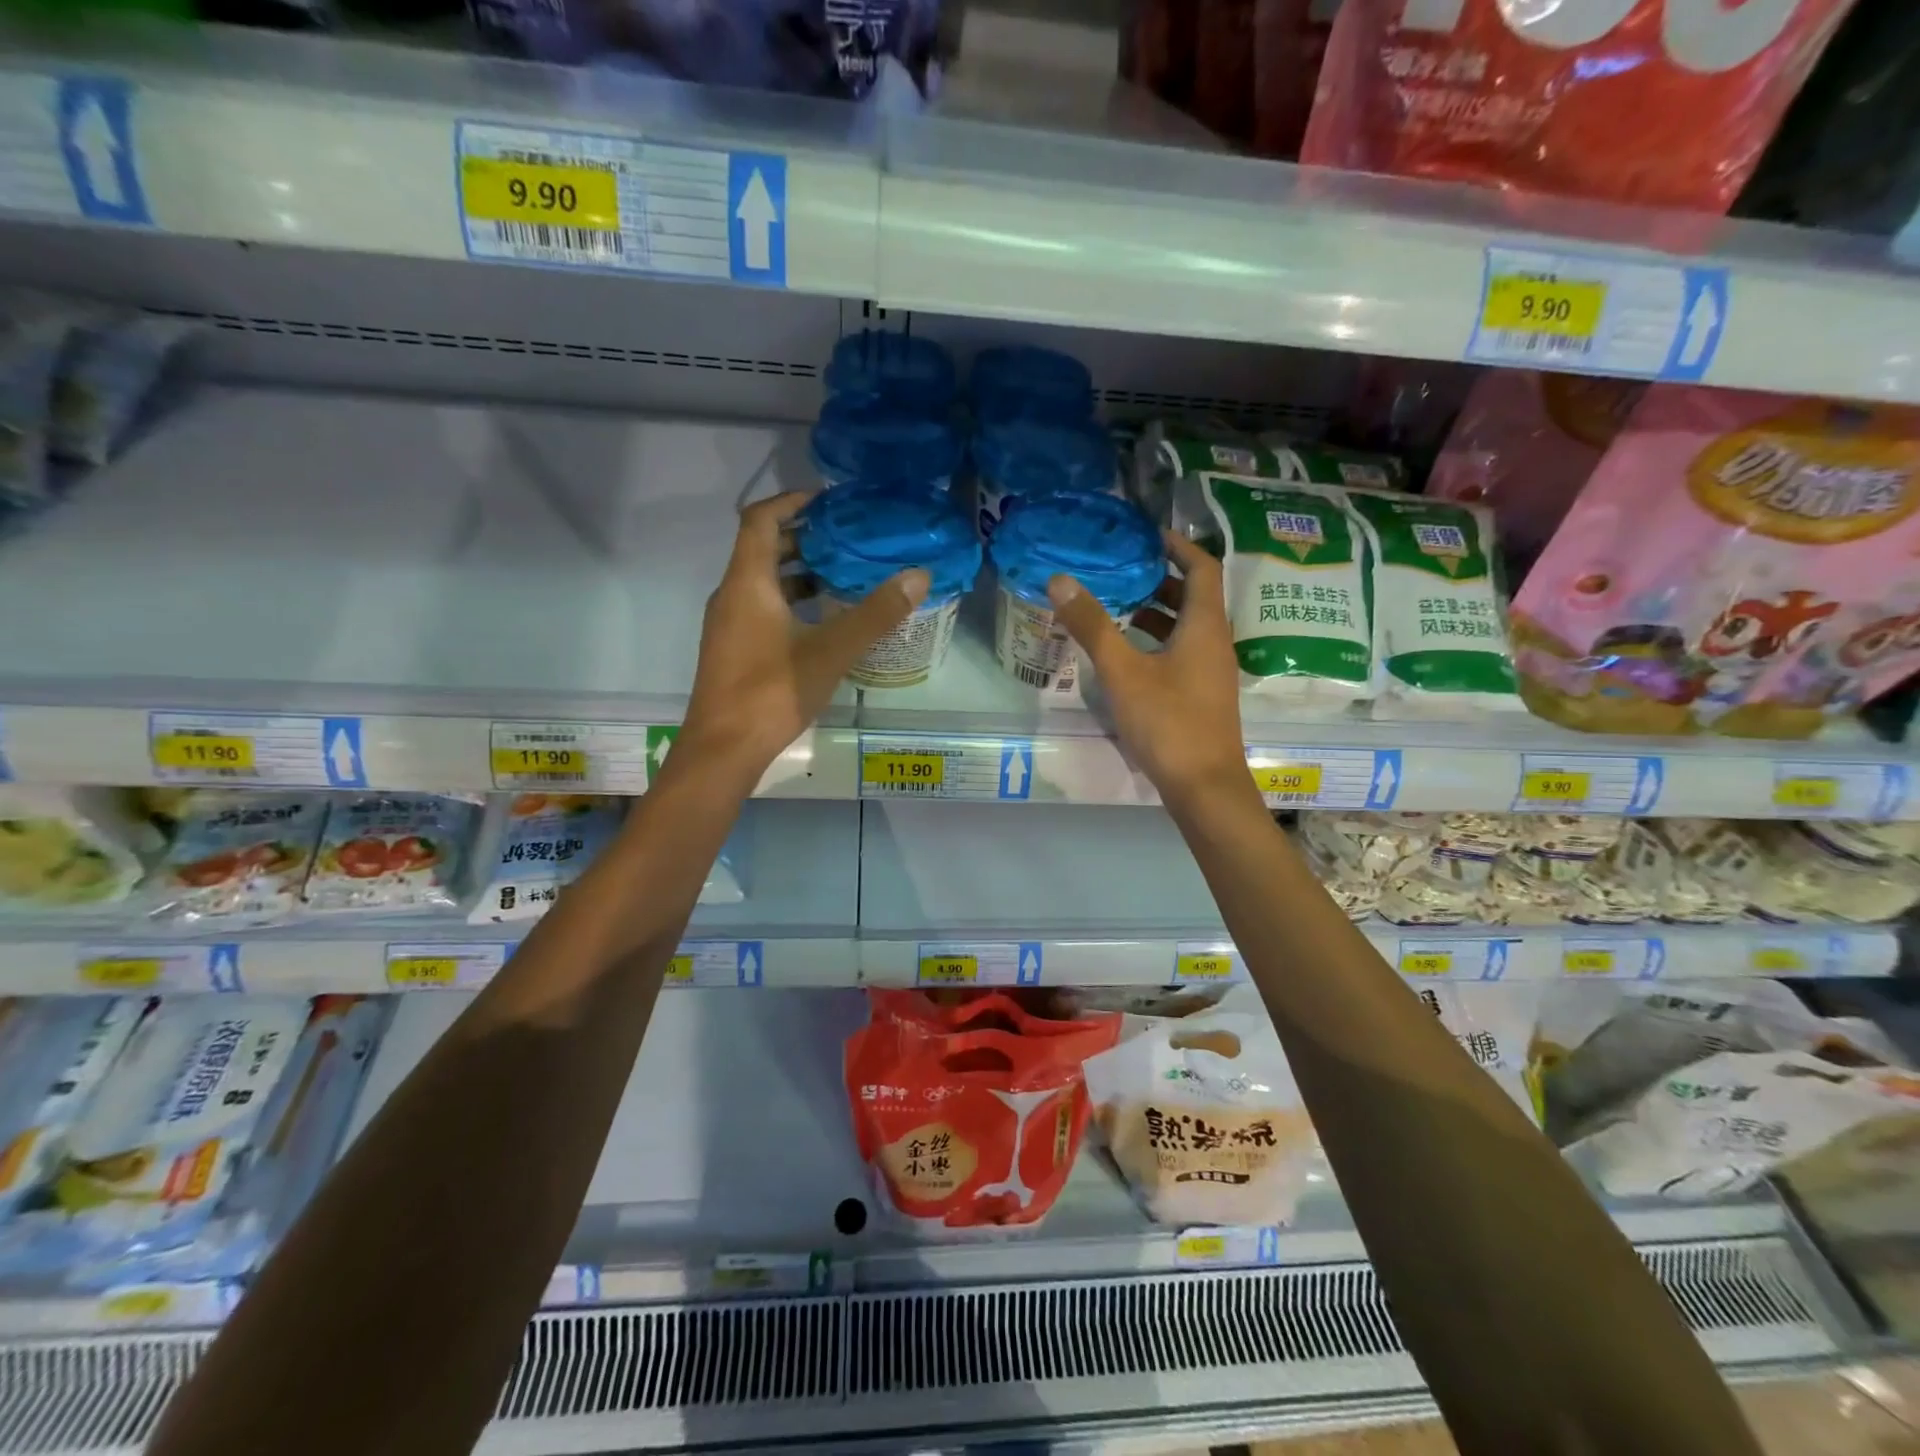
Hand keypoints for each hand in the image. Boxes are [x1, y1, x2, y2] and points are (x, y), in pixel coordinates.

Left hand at [678, 492, 927, 781]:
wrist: (723, 749)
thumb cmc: (772, 691)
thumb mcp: (831, 650)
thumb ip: (875, 613)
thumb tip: (918, 576)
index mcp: (748, 582)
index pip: (760, 519)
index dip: (792, 501)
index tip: (829, 500)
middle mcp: (731, 595)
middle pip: (762, 548)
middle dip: (804, 537)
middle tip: (848, 538)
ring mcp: (729, 624)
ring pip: (762, 581)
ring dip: (799, 572)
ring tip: (844, 575)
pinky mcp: (733, 649)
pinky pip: (761, 607)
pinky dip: (791, 601)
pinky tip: (823, 620)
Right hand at [1048, 533, 1249, 804]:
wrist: (1204, 786)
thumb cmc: (1167, 722)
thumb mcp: (1123, 672)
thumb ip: (1092, 626)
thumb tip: (1060, 580)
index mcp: (1205, 626)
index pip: (1202, 567)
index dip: (1178, 545)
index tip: (1146, 534)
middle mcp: (1215, 642)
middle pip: (1194, 596)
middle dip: (1159, 577)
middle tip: (1120, 568)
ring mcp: (1211, 671)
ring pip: (1187, 627)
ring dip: (1157, 611)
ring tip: (1116, 605)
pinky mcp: (1202, 694)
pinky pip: (1182, 651)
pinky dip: (1157, 640)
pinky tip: (1127, 654)